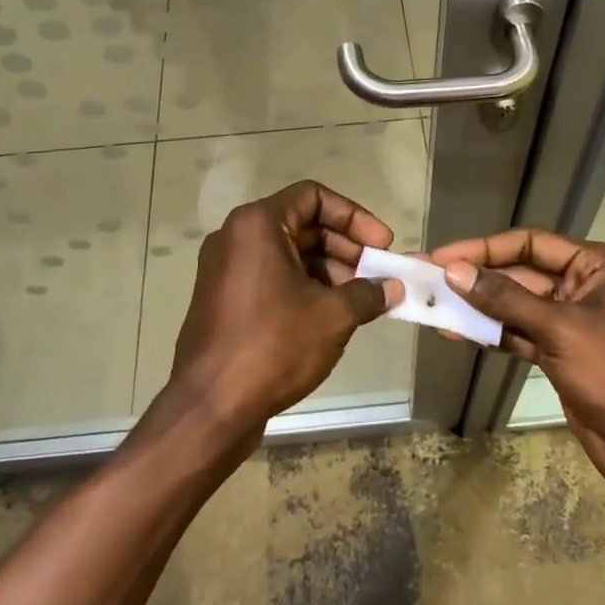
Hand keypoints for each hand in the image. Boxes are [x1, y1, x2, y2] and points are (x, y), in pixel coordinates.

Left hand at [162, 181, 404, 453]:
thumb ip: (368, 293)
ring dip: (329, 270)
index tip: (382, 245)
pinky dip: (304, 287)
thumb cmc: (273, 346)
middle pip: (302, 224)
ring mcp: (225, 269)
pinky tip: (332, 317)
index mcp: (257, 225)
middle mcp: (236, 237)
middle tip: (378, 275)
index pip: (314, 196)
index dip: (354, 216)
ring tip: (361, 301)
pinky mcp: (223, 299)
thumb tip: (393, 289)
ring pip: (288, 254)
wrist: (211, 407)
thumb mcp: (332, 316)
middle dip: (345, 247)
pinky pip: (272, 277)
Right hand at [429, 230, 604, 505]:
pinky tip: (456, 332)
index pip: (532, 243)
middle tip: (429, 279)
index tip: (444, 257)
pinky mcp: (561, 353)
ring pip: (516, 305)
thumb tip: (454, 271)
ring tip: (433, 306)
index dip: (485, 248)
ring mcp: (572, 322)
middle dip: (477, 278)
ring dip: (478, 307)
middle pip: (521, 273)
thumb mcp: (560, 330)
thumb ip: (505, 298)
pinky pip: (519, 333)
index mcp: (599, 266)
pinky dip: (491, 333)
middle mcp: (585, 286)